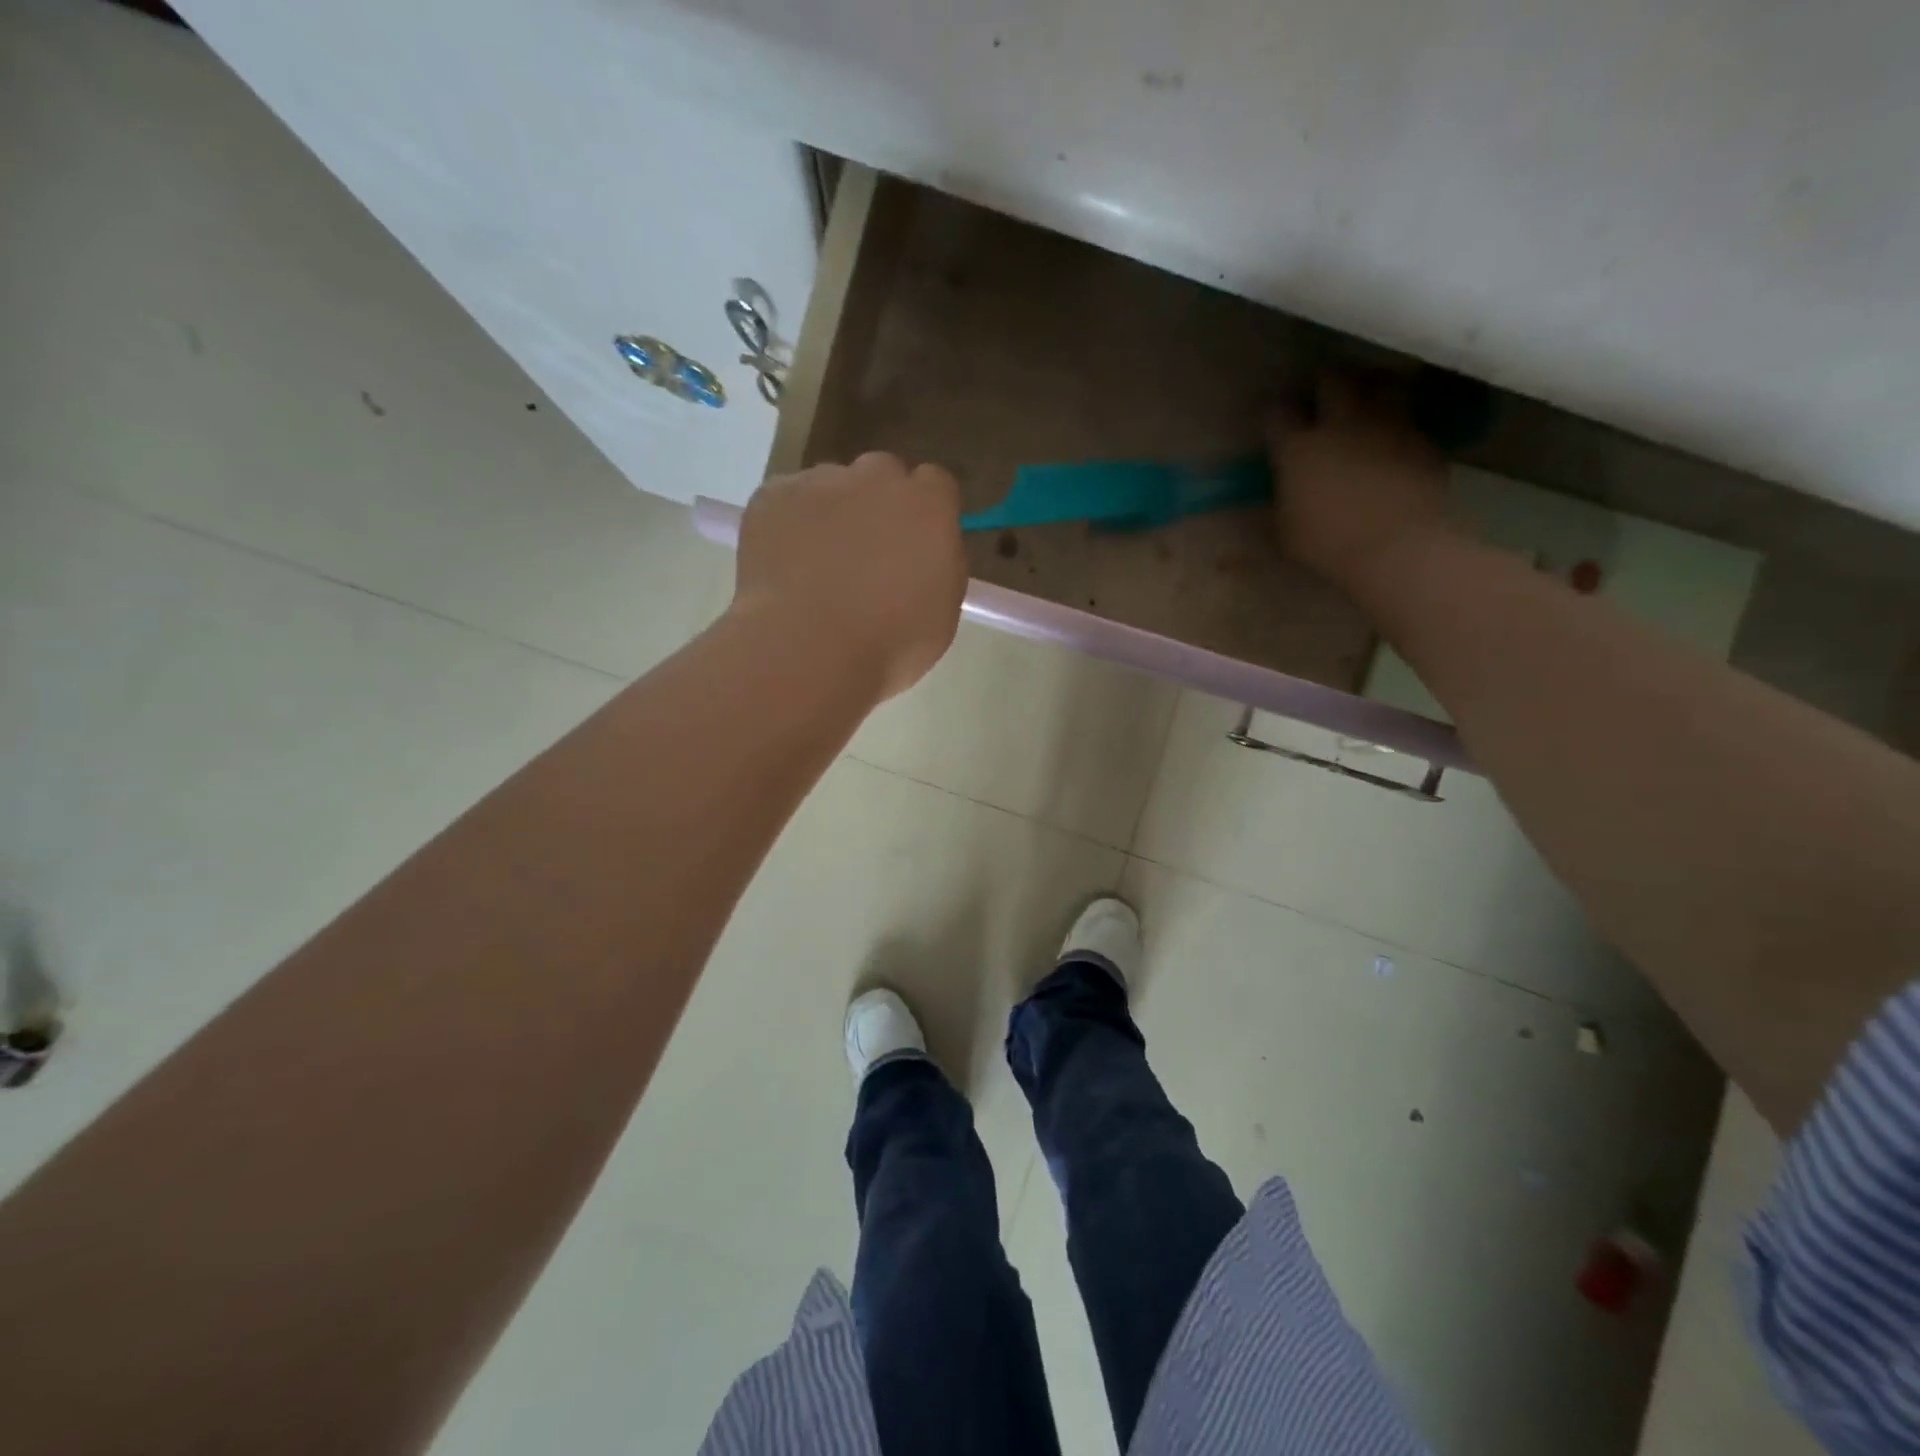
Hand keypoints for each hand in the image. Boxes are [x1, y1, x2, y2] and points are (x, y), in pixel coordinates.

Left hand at [732, 452, 966, 700]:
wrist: (807, 648)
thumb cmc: (889, 644)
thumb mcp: (942, 612)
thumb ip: (938, 565)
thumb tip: (922, 553)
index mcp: (928, 505)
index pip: (936, 484)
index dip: (925, 513)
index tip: (916, 545)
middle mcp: (876, 478)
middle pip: (881, 475)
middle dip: (877, 505)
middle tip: (866, 556)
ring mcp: (819, 481)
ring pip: (830, 486)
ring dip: (830, 514)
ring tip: (816, 567)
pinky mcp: (772, 496)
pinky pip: (785, 502)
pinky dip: (787, 526)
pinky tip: (785, 568)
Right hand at [1268, 371, 1451, 589]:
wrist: (1396, 546)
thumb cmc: (1327, 544)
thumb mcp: (1284, 533)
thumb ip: (1276, 506)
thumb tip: (1270, 498)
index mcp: (1298, 448)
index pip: (1277, 411)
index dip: (1274, 414)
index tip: (1275, 423)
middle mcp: (1341, 423)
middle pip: (1332, 378)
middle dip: (1325, 383)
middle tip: (1324, 397)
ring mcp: (1386, 425)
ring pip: (1381, 382)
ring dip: (1371, 388)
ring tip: (1369, 402)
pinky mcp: (1421, 437)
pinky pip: (1411, 416)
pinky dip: (1401, 421)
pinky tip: (1397, 438)